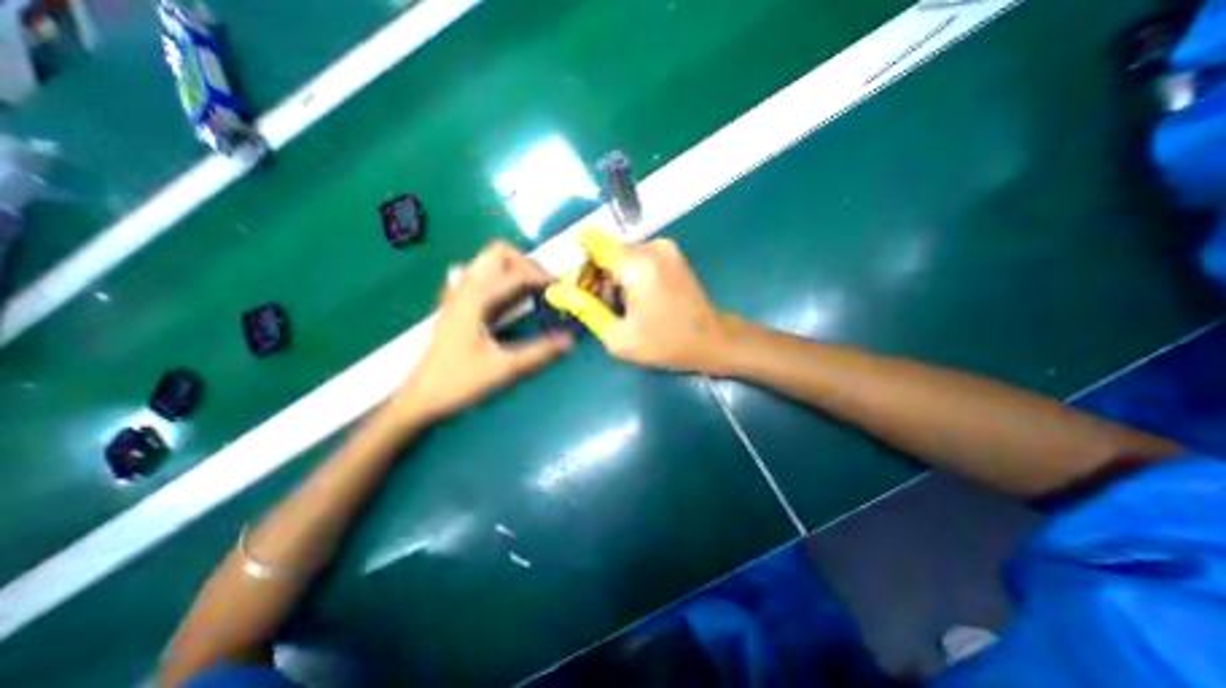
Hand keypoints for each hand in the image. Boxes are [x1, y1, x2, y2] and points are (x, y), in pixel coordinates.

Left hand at [393, 242, 575, 424]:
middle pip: (499, 253)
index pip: (516, 274)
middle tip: (544, 288)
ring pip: (489, 262)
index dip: (544, 278)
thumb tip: (570, 340)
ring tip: (531, 293)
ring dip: (514, 270)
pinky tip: (506, 299)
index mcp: (476, 299)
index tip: (564, 289)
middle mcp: (466, 289)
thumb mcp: (504, 369)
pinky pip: (480, 278)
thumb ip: (539, 353)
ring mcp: (458, 295)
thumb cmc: (458, 383)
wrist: (420, 398)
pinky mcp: (457, 305)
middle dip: (527, 264)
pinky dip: (499, 280)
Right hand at [551, 230, 731, 373]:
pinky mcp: (671, 254)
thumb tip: (555, 290)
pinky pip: (636, 258)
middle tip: (599, 308)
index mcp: (638, 264)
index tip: (581, 292)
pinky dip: (628, 276)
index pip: (592, 245)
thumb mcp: (618, 336)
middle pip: (606, 251)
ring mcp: (665, 247)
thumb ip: (584, 309)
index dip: (580, 267)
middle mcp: (652, 246)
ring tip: (619, 308)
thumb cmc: (666, 344)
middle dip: (595, 277)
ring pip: (620, 256)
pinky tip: (635, 300)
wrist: (712, 341)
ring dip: (612, 278)